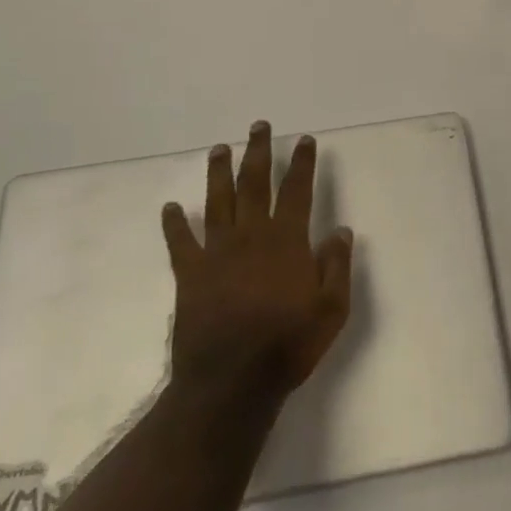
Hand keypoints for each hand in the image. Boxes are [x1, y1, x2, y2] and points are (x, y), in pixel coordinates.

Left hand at [161, 121, 354, 405]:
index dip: (302, 163)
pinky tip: (170, 207)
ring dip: (219, 172)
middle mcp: (251, 236)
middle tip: (259, 126)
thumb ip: (336, 266)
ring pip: (217, 201)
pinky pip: (180, 242)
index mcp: (286, 241)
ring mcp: (217, 253)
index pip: (297, 190)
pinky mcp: (190, 274)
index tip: (305, 140)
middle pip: (254, 183)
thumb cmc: (287, 346)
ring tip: (219, 149)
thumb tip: (340, 230)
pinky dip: (174, 224)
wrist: (230, 383)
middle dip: (258, 152)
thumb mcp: (331, 310)